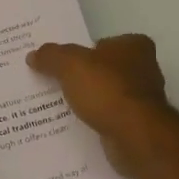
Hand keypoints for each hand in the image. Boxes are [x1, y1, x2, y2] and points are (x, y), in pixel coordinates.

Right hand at [26, 34, 174, 176]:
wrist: (135, 136)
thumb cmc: (107, 90)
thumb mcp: (69, 64)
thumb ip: (51, 56)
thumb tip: (33, 55)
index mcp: (134, 46)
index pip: (102, 42)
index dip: (81, 51)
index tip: (60, 62)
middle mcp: (144, 69)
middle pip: (104, 69)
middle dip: (83, 77)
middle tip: (53, 82)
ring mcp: (143, 99)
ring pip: (106, 94)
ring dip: (89, 101)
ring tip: (58, 106)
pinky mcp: (138, 125)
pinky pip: (109, 117)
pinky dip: (95, 120)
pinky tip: (75, 125)